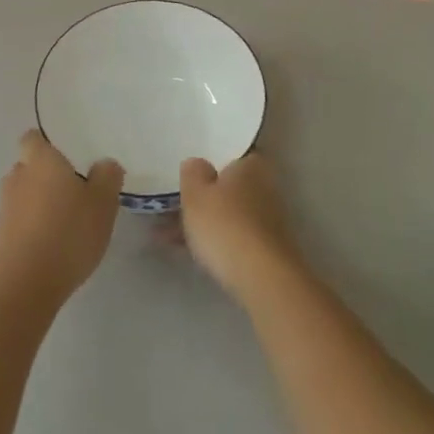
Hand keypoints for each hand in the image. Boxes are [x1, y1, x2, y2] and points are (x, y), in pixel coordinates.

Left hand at [0, 131, 122, 307]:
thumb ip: (107, 176)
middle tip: (74, 191)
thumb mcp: (103, 203)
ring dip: (39, 202)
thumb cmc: (69, 233)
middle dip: (46, 176)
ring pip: (23, 195)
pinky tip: (53, 244)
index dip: (46, 144)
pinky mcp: (0, 237)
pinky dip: (32, 226)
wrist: (27, 285)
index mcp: (41, 161)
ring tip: (65, 221)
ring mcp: (4, 208)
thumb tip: (104, 164)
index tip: (66, 156)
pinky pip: (19, 221)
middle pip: (28, 167)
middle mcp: (17, 177)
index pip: (32, 138)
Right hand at [179, 150, 293, 300]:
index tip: (190, 173)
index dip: (211, 163)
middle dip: (203, 197)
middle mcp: (265, 187)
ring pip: (227, 214)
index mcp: (251, 166)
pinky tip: (185, 252)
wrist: (262, 278)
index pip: (232, 155)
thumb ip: (193, 172)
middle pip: (229, 187)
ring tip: (166, 235)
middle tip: (173, 205)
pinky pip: (232, 237)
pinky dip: (212, 241)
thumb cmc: (225, 225)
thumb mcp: (196, 193)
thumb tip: (197, 163)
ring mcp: (267, 220)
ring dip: (202, 222)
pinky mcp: (265, 249)